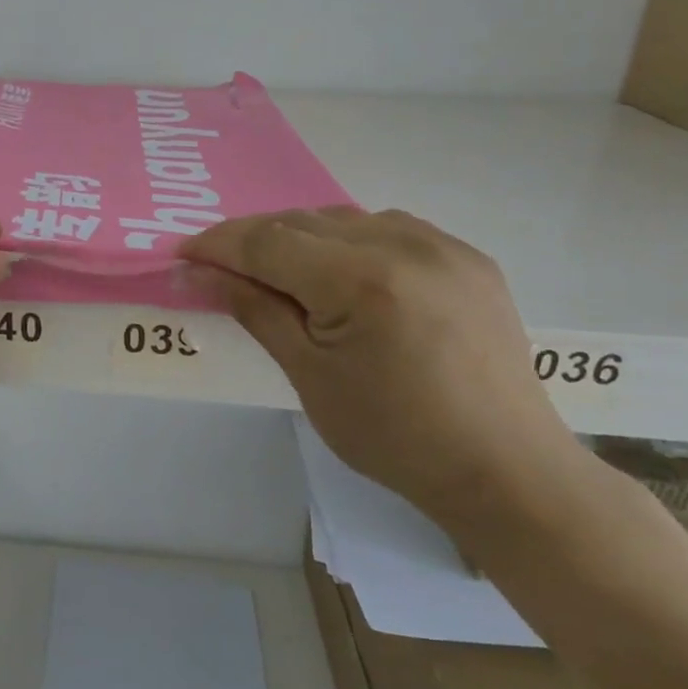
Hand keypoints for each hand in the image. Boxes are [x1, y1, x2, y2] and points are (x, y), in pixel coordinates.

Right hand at [184, 208, 580, 529]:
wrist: (505, 470)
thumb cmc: (393, 435)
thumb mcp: (308, 374)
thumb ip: (253, 309)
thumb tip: (196, 274)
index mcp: (361, 280)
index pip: (267, 242)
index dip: (218, 245)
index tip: (182, 255)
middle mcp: (404, 244)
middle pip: (301, 222)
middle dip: (252, 240)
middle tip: (218, 267)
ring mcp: (443, 246)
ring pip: (343, 218)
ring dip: (299, 236)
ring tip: (276, 270)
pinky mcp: (467, 257)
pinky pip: (387, 228)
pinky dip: (348, 240)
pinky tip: (339, 271)